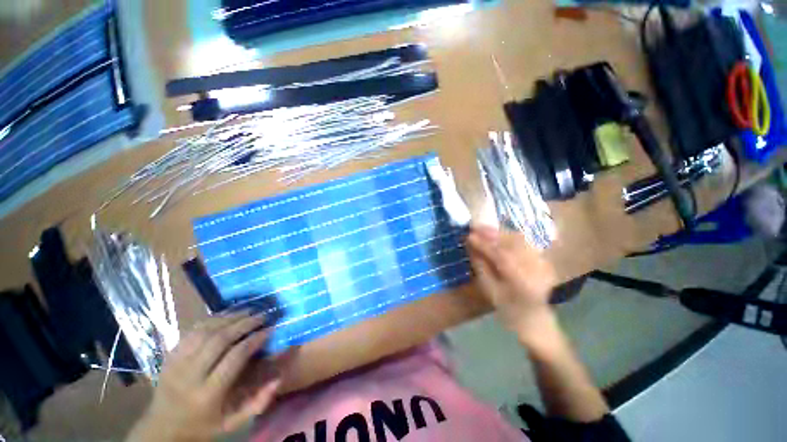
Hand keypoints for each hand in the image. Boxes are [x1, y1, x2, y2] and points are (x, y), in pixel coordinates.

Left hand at [127, 313, 286, 441]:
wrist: (161, 429)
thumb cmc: (202, 426)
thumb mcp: (232, 423)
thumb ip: (257, 403)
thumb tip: (278, 378)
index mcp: (208, 393)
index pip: (235, 357)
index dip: (255, 339)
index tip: (270, 329)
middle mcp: (191, 375)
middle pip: (220, 339)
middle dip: (244, 323)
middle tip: (262, 315)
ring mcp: (177, 363)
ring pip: (205, 331)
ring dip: (229, 318)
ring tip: (247, 312)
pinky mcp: (169, 356)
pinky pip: (192, 331)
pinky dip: (212, 320)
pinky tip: (226, 316)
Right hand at [466, 225, 557, 342]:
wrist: (534, 319)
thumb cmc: (507, 309)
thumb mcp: (489, 290)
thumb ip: (480, 265)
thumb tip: (470, 245)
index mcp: (523, 283)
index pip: (502, 256)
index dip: (484, 244)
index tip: (468, 235)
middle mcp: (537, 269)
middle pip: (513, 243)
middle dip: (492, 233)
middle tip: (474, 227)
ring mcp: (543, 263)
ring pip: (520, 239)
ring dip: (500, 232)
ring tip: (483, 228)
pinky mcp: (544, 259)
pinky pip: (525, 242)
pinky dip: (510, 235)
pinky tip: (498, 234)